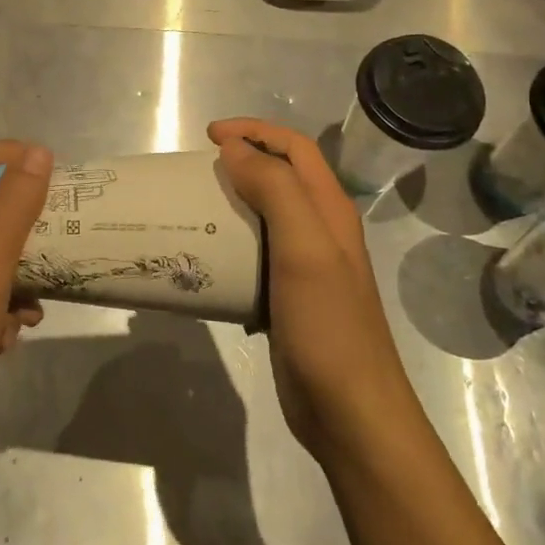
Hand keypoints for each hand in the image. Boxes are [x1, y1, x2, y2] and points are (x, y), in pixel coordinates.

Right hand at [210, 119, 413, 466]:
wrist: (349, 412)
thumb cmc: (328, 325)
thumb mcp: (304, 248)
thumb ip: (276, 190)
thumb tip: (235, 149)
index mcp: (330, 211)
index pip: (295, 149)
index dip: (255, 131)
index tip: (210, 136)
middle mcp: (321, 231)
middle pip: (282, 177)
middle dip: (243, 160)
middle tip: (199, 169)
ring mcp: (305, 267)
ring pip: (266, 215)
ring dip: (233, 201)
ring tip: (195, 205)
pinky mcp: (287, 298)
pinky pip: (255, 254)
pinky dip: (231, 242)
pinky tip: (207, 257)